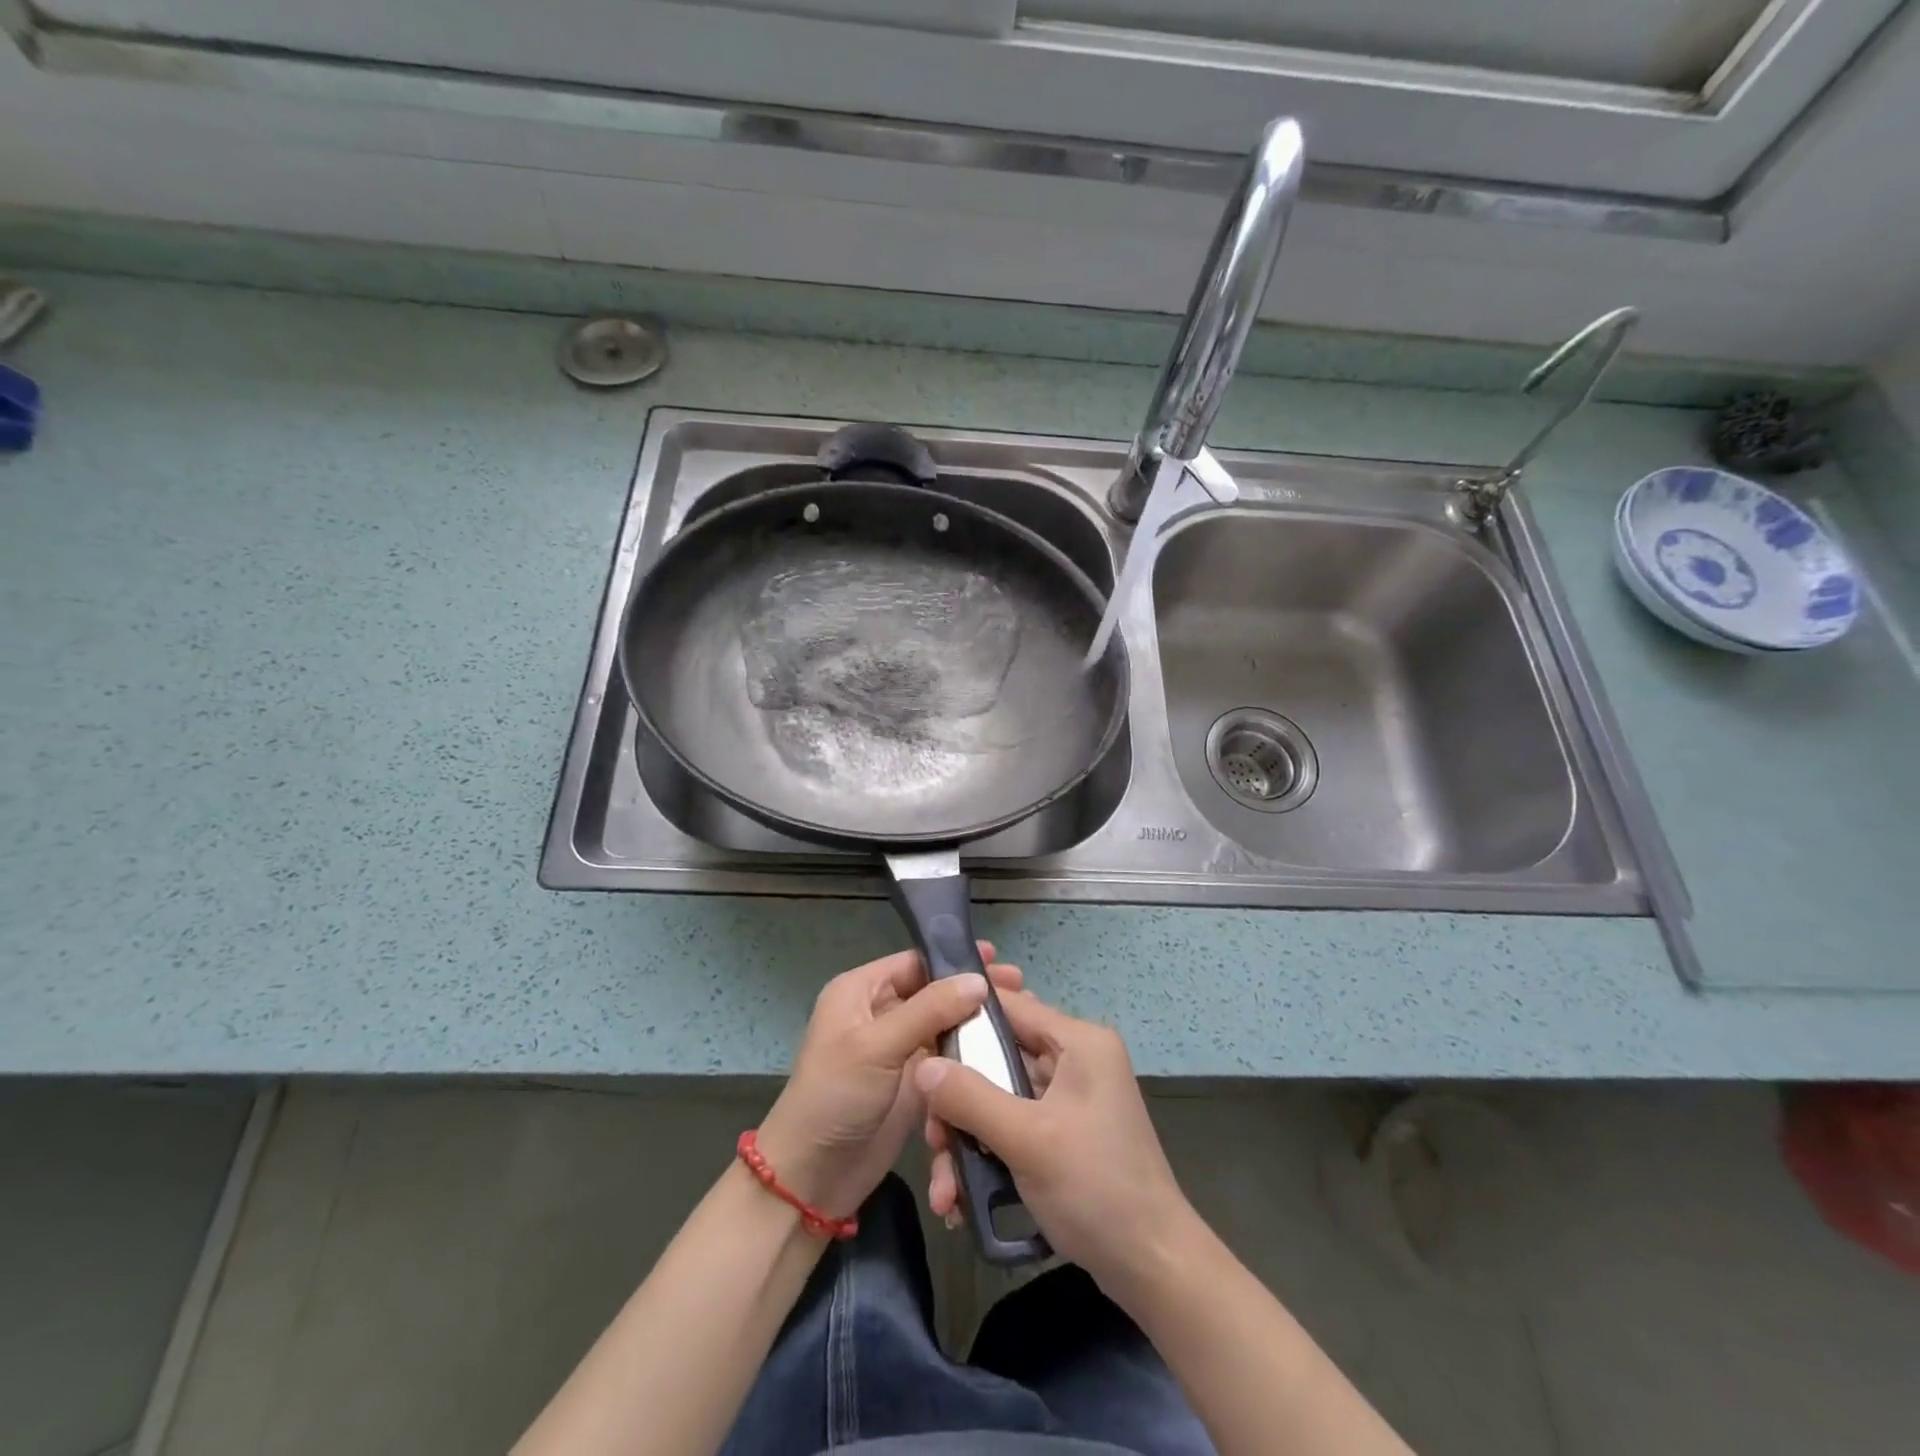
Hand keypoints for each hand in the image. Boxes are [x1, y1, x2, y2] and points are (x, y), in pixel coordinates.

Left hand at [755, 944, 1023, 1220]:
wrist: (812, 1178)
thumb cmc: (835, 1098)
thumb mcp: (877, 1045)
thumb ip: (929, 1010)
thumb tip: (977, 980)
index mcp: (860, 992)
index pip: (915, 962)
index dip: (954, 959)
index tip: (998, 959)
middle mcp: (879, 1013)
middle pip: (934, 992)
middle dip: (972, 990)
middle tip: (1019, 987)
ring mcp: (897, 1050)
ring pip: (944, 1026)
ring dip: (976, 1022)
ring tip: (1019, 1017)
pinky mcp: (912, 1083)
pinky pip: (946, 1059)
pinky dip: (970, 1054)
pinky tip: (1002, 1051)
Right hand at [917, 990, 1198, 1293]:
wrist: (1153, 1268)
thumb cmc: (1096, 1189)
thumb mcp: (1028, 1140)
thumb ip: (971, 1097)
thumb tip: (923, 1066)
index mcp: (1079, 1042)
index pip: (1009, 1007)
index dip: (961, 1021)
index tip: (919, 1048)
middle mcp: (1075, 1060)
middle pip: (997, 1058)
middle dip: (958, 1101)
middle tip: (932, 1140)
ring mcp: (1069, 1099)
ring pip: (999, 1099)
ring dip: (967, 1140)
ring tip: (944, 1191)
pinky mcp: (1063, 1134)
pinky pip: (1012, 1127)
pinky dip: (987, 1156)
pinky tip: (961, 1201)